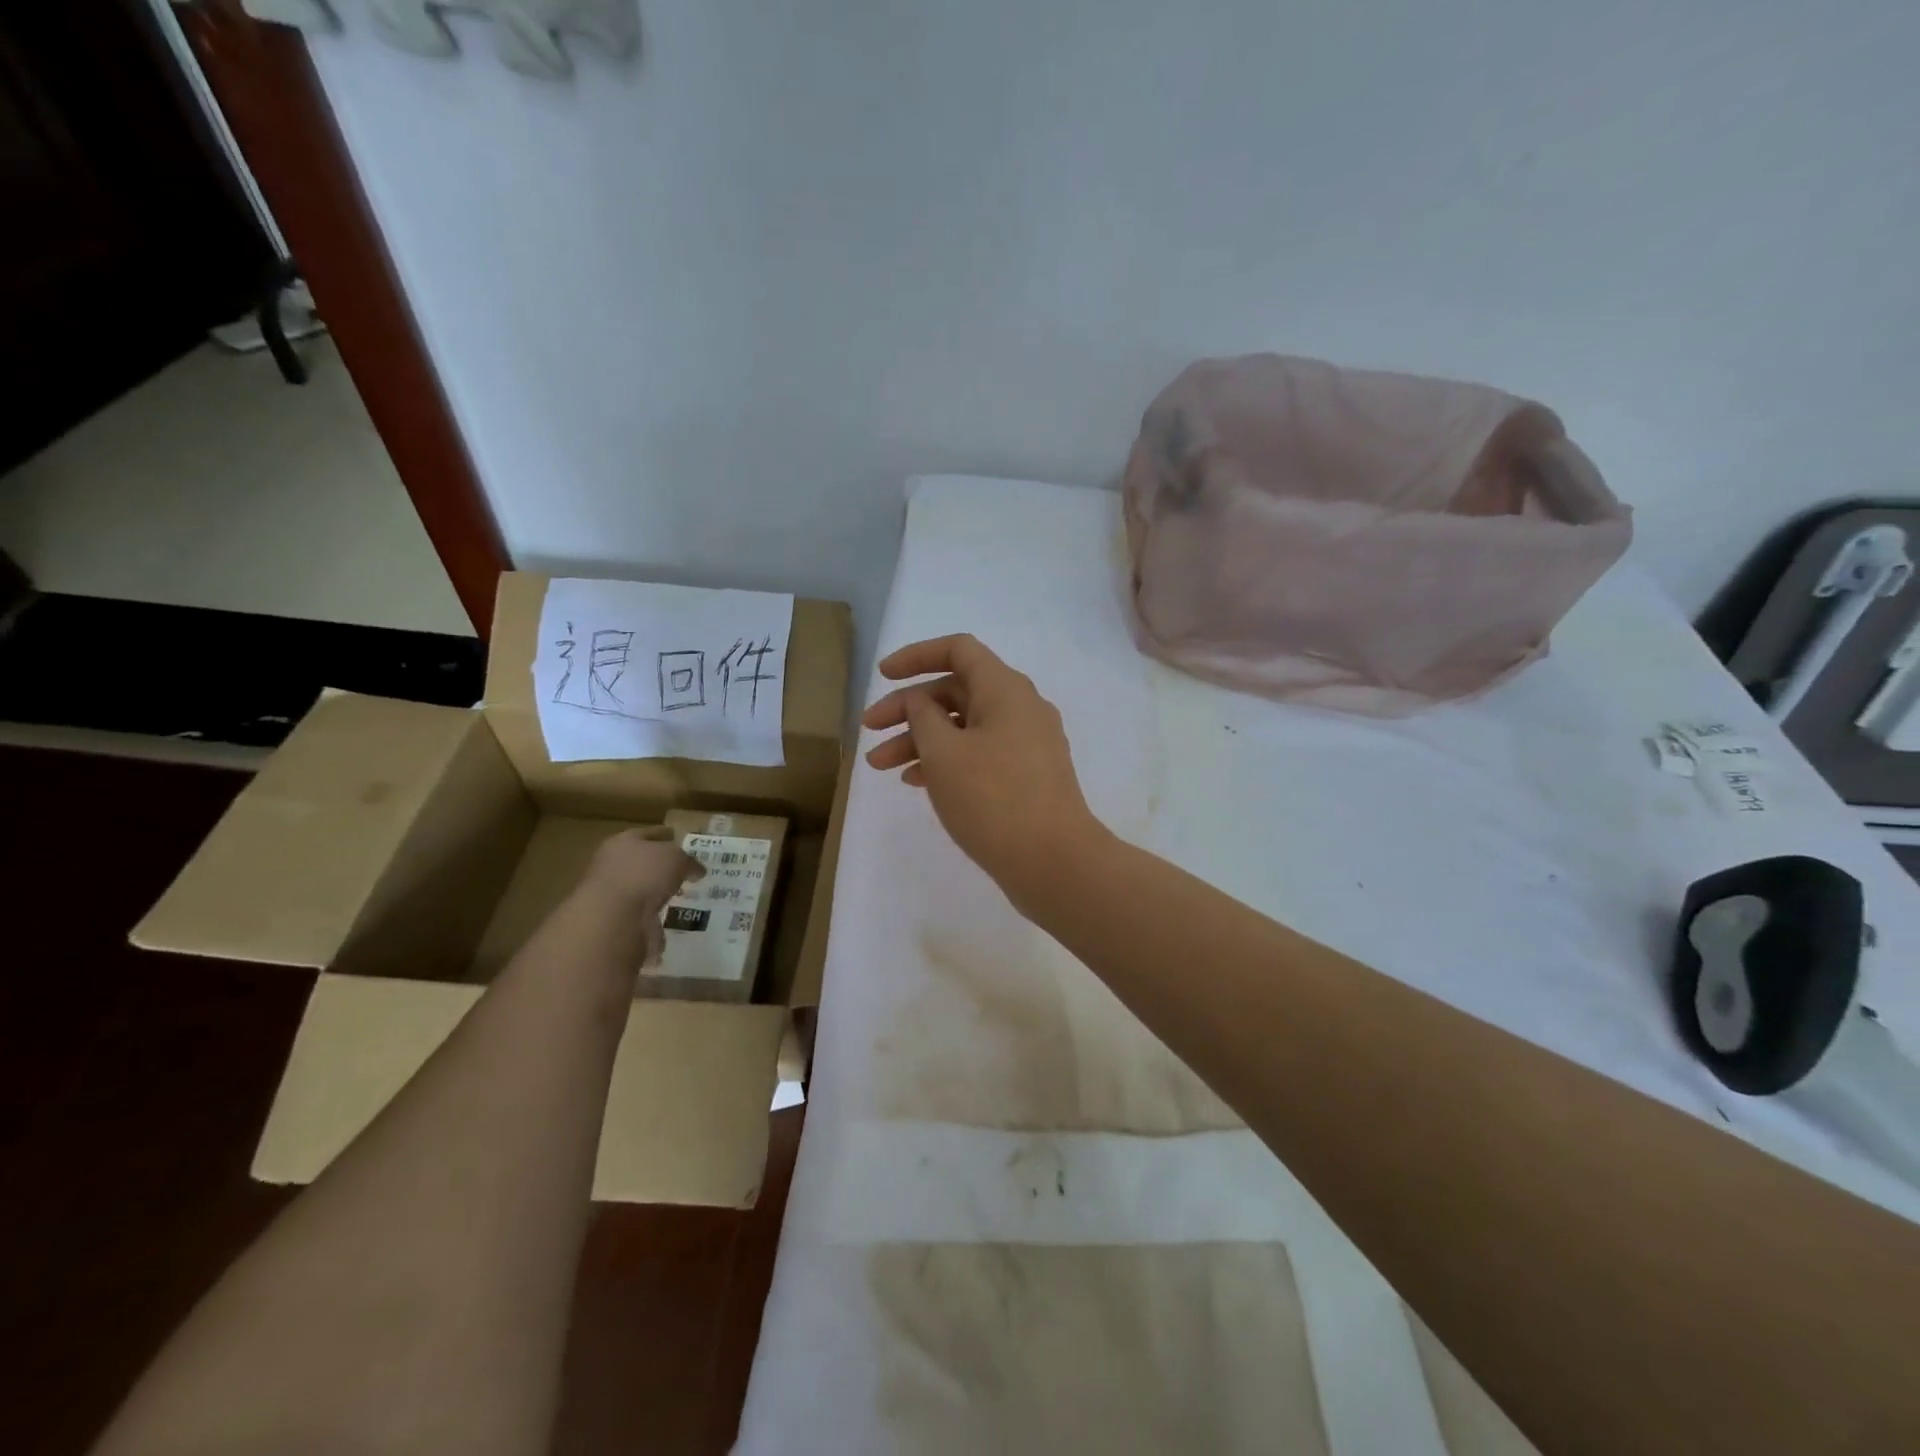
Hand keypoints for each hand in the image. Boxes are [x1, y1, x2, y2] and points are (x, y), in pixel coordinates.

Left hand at [582, 828, 704, 966]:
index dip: (664, 834)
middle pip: (642, 862)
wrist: (612, 919)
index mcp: (622, 843)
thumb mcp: (676, 858)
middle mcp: (612, 866)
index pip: (648, 834)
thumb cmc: (644, 875)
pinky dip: (654, 916)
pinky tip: (669, 917)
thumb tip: (698, 870)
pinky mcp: (616, 921)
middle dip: (661, 865)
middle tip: (684, 869)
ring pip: (641, 889)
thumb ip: (689, 861)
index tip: (679, 838)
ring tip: (680, 895)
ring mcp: (612, 895)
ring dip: (657, 892)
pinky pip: (641, 914)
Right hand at [862, 634, 1102, 897]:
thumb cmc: (992, 798)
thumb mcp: (943, 752)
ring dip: (921, 739)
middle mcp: (1021, 707)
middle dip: (908, 708)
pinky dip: (947, 760)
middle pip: (956, 690)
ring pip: (965, 726)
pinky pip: (980, 753)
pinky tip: (915, 781)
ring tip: (880, 766)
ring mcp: (1028, 743)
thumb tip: (923, 701)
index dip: (916, 656)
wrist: (1053, 861)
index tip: (882, 677)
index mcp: (1005, 689)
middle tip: (869, 730)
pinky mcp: (1028, 775)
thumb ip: (923, 716)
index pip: (958, 650)